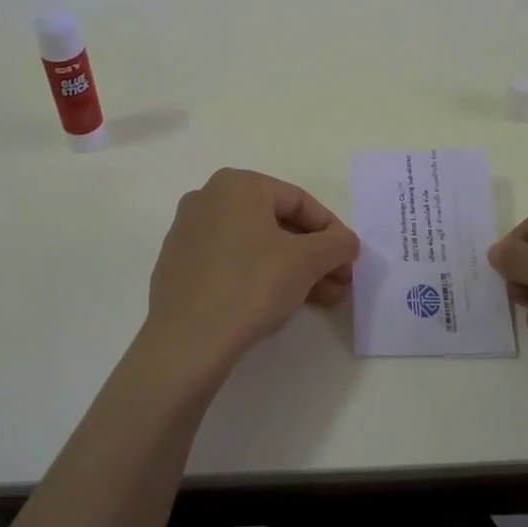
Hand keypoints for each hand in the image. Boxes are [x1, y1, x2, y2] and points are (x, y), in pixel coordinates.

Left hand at [142, 168, 359, 381]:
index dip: (331, 230)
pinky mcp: (178, 267)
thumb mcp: (308, 261)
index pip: (298, 201)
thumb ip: (337, 243)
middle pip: (276, 224)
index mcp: (236, 185)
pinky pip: (230, 263)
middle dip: (313, 255)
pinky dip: (259, 277)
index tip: (349, 259)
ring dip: (292, 269)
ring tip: (321, 299)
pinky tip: (279, 304)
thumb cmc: (251, 285)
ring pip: (255, 246)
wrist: (186, 341)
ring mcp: (188, 233)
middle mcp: (207, 199)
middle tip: (339, 282)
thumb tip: (346, 242)